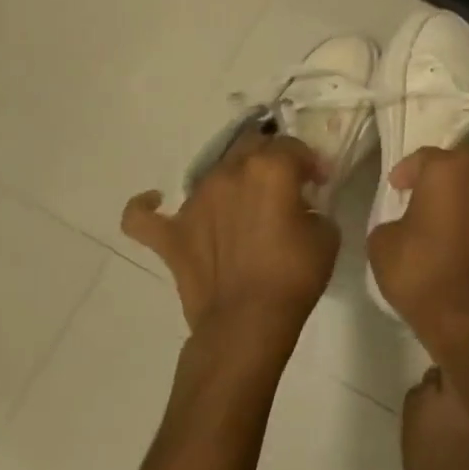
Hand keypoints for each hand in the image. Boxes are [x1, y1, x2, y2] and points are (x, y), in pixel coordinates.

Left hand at [121, 133, 339, 343]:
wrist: (248, 322)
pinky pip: (143, 215)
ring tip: (245, 205)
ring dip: (233, 180)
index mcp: (270, 168)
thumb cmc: (294, 276)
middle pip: (251, 146)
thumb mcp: (326, 233)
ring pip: (212, 171)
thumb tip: (299, 206)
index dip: (309, 162)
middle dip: (271, 159)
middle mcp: (228, 173)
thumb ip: (312, 207)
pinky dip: (146, 205)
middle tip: (284, 186)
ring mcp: (194, 202)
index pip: (292, 146)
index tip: (318, 182)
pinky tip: (154, 201)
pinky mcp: (171, 234)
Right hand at [365, 144, 468, 345]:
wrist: (468, 321)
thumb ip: (393, 221)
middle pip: (466, 167)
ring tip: (461, 223)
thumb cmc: (421, 273)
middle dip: (448, 178)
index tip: (397, 187)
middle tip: (429, 200)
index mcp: (452, 171)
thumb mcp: (383, 243)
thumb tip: (405, 226)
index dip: (407, 171)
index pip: (425, 158)